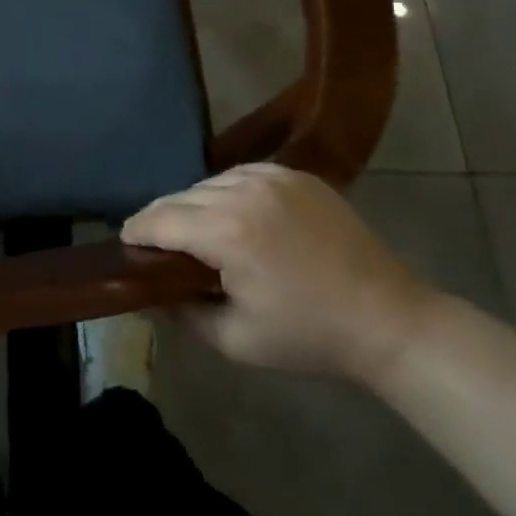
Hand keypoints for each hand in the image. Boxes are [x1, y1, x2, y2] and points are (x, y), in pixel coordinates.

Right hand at [123, 164, 439, 383]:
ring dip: (194, 204)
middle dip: (162, 219)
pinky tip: (233, 214)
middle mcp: (242, 193)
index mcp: (226, 233)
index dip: (135, 231)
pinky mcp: (294, 174)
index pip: (159, 220)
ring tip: (198, 231)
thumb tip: (150, 294)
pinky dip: (226, 191)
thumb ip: (182, 314)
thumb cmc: (309, 337)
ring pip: (207, 182)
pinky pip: (240, 174)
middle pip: (179, 197)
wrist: (389, 320)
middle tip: (158, 244)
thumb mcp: (235, 341)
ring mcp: (271, 177)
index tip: (126, 243)